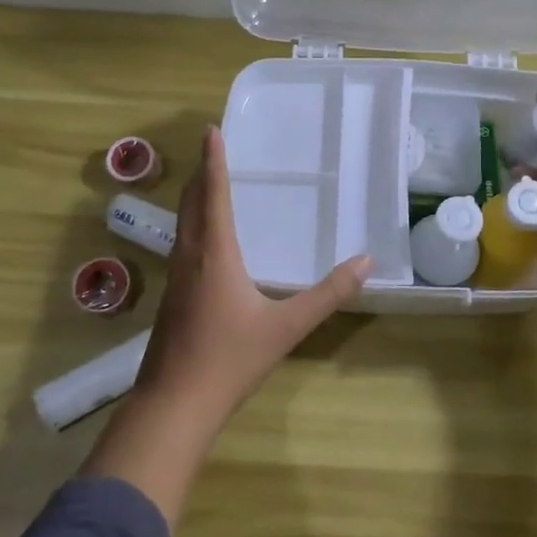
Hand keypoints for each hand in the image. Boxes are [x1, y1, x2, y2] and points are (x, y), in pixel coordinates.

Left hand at [135, 126, 370, 426]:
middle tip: (211, 150)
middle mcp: (190, 257)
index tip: (212, 130)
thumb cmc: (229, 359)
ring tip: (207, 185)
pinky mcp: (171, 299)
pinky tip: (203, 242)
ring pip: (182, 225)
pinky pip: (181, 245)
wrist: (173, 405)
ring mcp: (175, 279)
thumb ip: (328, 295)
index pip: (214, 194)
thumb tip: (366, 262)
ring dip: (194, 199)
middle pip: (191, 204)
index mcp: (214, 253)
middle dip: (201, 174)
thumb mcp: (286, 327)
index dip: (214, 161)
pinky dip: (192, 225)